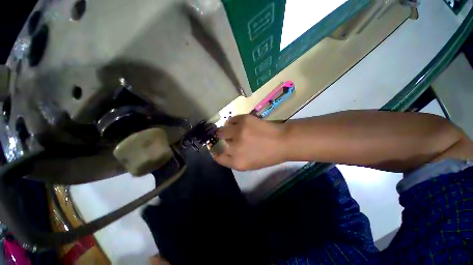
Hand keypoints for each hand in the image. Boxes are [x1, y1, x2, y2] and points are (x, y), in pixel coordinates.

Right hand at [213, 115, 286, 170]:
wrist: (283, 141)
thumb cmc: (268, 156)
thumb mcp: (249, 165)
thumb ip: (233, 160)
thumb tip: (222, 151)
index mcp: (237, 162)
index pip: (217, 157)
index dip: (216, 152)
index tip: (217, 148)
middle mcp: (235, 147)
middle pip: (217, 143)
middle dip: (219, 141)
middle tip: (225, 138)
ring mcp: (239, 132)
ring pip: (221, 130)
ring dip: (224, 131)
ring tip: (232, 131)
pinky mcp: (244, 120)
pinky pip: (231, 120)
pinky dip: (232, 123)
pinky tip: (239, 125)